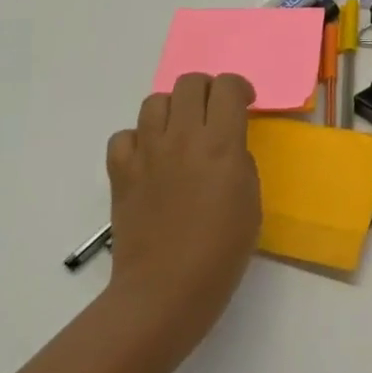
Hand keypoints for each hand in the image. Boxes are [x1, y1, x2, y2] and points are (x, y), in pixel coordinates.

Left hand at [105, 72, 260, 348]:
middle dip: (207, 91)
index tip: (245, 105)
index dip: (239, 88)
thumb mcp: (251, 198)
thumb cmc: (221, 250)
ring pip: (155, 101)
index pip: (228, 86)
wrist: (166, 290)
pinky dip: (138, 140)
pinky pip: (124, 136)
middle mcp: (182, 137)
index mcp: (221, 143)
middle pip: (190, 83)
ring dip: (172, 110)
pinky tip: (150, 159)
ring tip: (180, 134)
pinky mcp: (121, 172)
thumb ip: (239, 160)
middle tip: (213, 115)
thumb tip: (225, 147)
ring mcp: (147, 153)